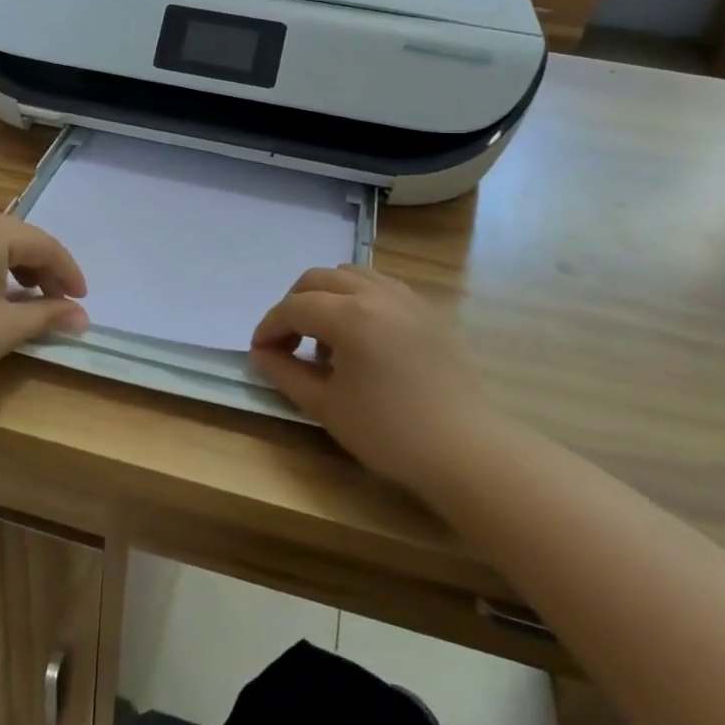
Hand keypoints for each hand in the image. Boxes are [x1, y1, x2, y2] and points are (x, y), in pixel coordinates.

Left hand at [0, 210, 88, 401]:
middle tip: (57, 300)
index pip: (43, 244)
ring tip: (24, 299)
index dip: (67, 272)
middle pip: (15, 238)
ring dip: (12, 268)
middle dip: (41, 269)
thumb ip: (49, 314)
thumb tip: (82, 317)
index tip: (81, 301)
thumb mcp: (7, 327)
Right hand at [250, 265, 490, 494]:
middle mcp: (377, 293)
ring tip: (327, 339)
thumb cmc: (389, 433)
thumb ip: (286, 373)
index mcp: (349, 315)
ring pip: (352, 275)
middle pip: (319, 279)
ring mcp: (407, 297)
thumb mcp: (326, 406)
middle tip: (288, 342)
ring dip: (327, 297)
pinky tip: (363, 338)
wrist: (465, 450)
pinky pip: (382, 287)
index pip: (294, 307)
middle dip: (294, 305)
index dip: (269, 327)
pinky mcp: (429, 310)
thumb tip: (261, 354)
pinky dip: (359, 299)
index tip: (259, 352)